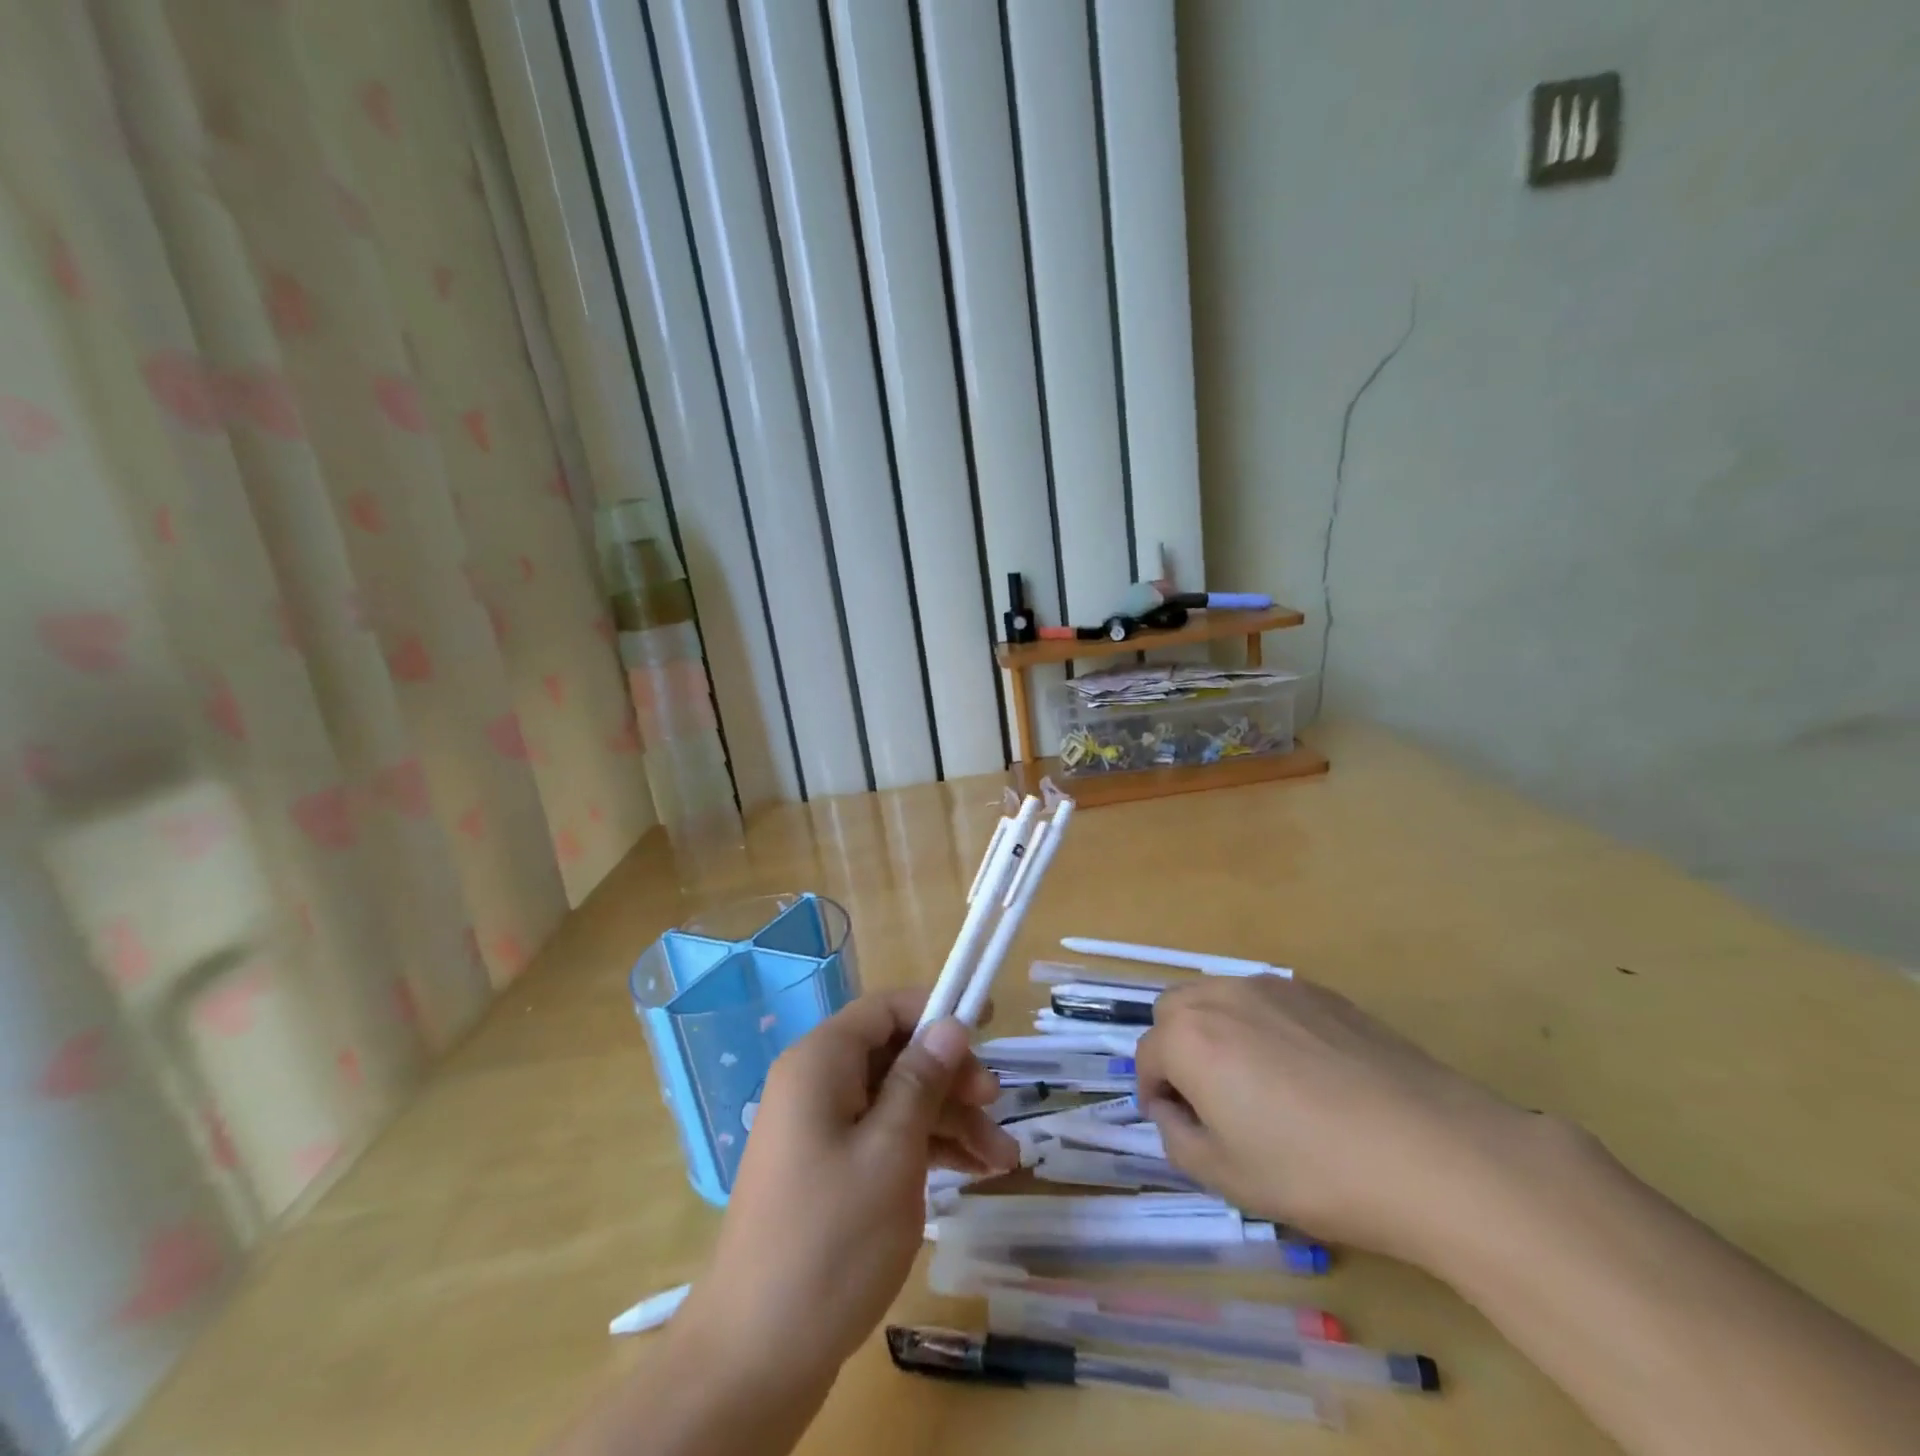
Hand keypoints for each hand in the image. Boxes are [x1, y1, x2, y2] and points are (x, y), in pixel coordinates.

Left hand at [677, 991, 1018, 1389]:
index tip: (988, 1024)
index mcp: (821, 1063)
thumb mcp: (891, 1151)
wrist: (757, 1357)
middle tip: (997, 1105)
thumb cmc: (831, 1239)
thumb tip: (950, 1024)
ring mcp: (821, 1130)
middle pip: (895, 1056)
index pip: (885, 1009)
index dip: (936, 1009)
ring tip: (1003, 1160)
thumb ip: (922, 1080)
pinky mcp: (830, 1171)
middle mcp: (817, 1085)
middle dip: (951, 1078)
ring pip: (896, 1101)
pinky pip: (884, 1138)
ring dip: (950, 1121)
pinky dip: (926, 1149)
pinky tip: (973, 1173)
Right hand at [1135, 975, 1535, 1264]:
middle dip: (1177, 1049)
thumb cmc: (1316, 1171)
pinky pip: (1268, 1001)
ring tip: (1259, 1083)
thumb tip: (1176, 1110)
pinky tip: (1306, 1073)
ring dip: (1217, 1031)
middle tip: (1211, 1099)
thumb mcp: (1227, 1178)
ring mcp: (1274, 986)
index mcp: (1189, 1037)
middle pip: (1174, 1011)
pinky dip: (1263, 1026)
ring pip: (1219, 998)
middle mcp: (1223, 996)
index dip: (1155, 1096)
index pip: (1146, 1057)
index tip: (1182, 1127)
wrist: (1433, 1152)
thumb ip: (1177, 1138)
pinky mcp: (1320, 991)